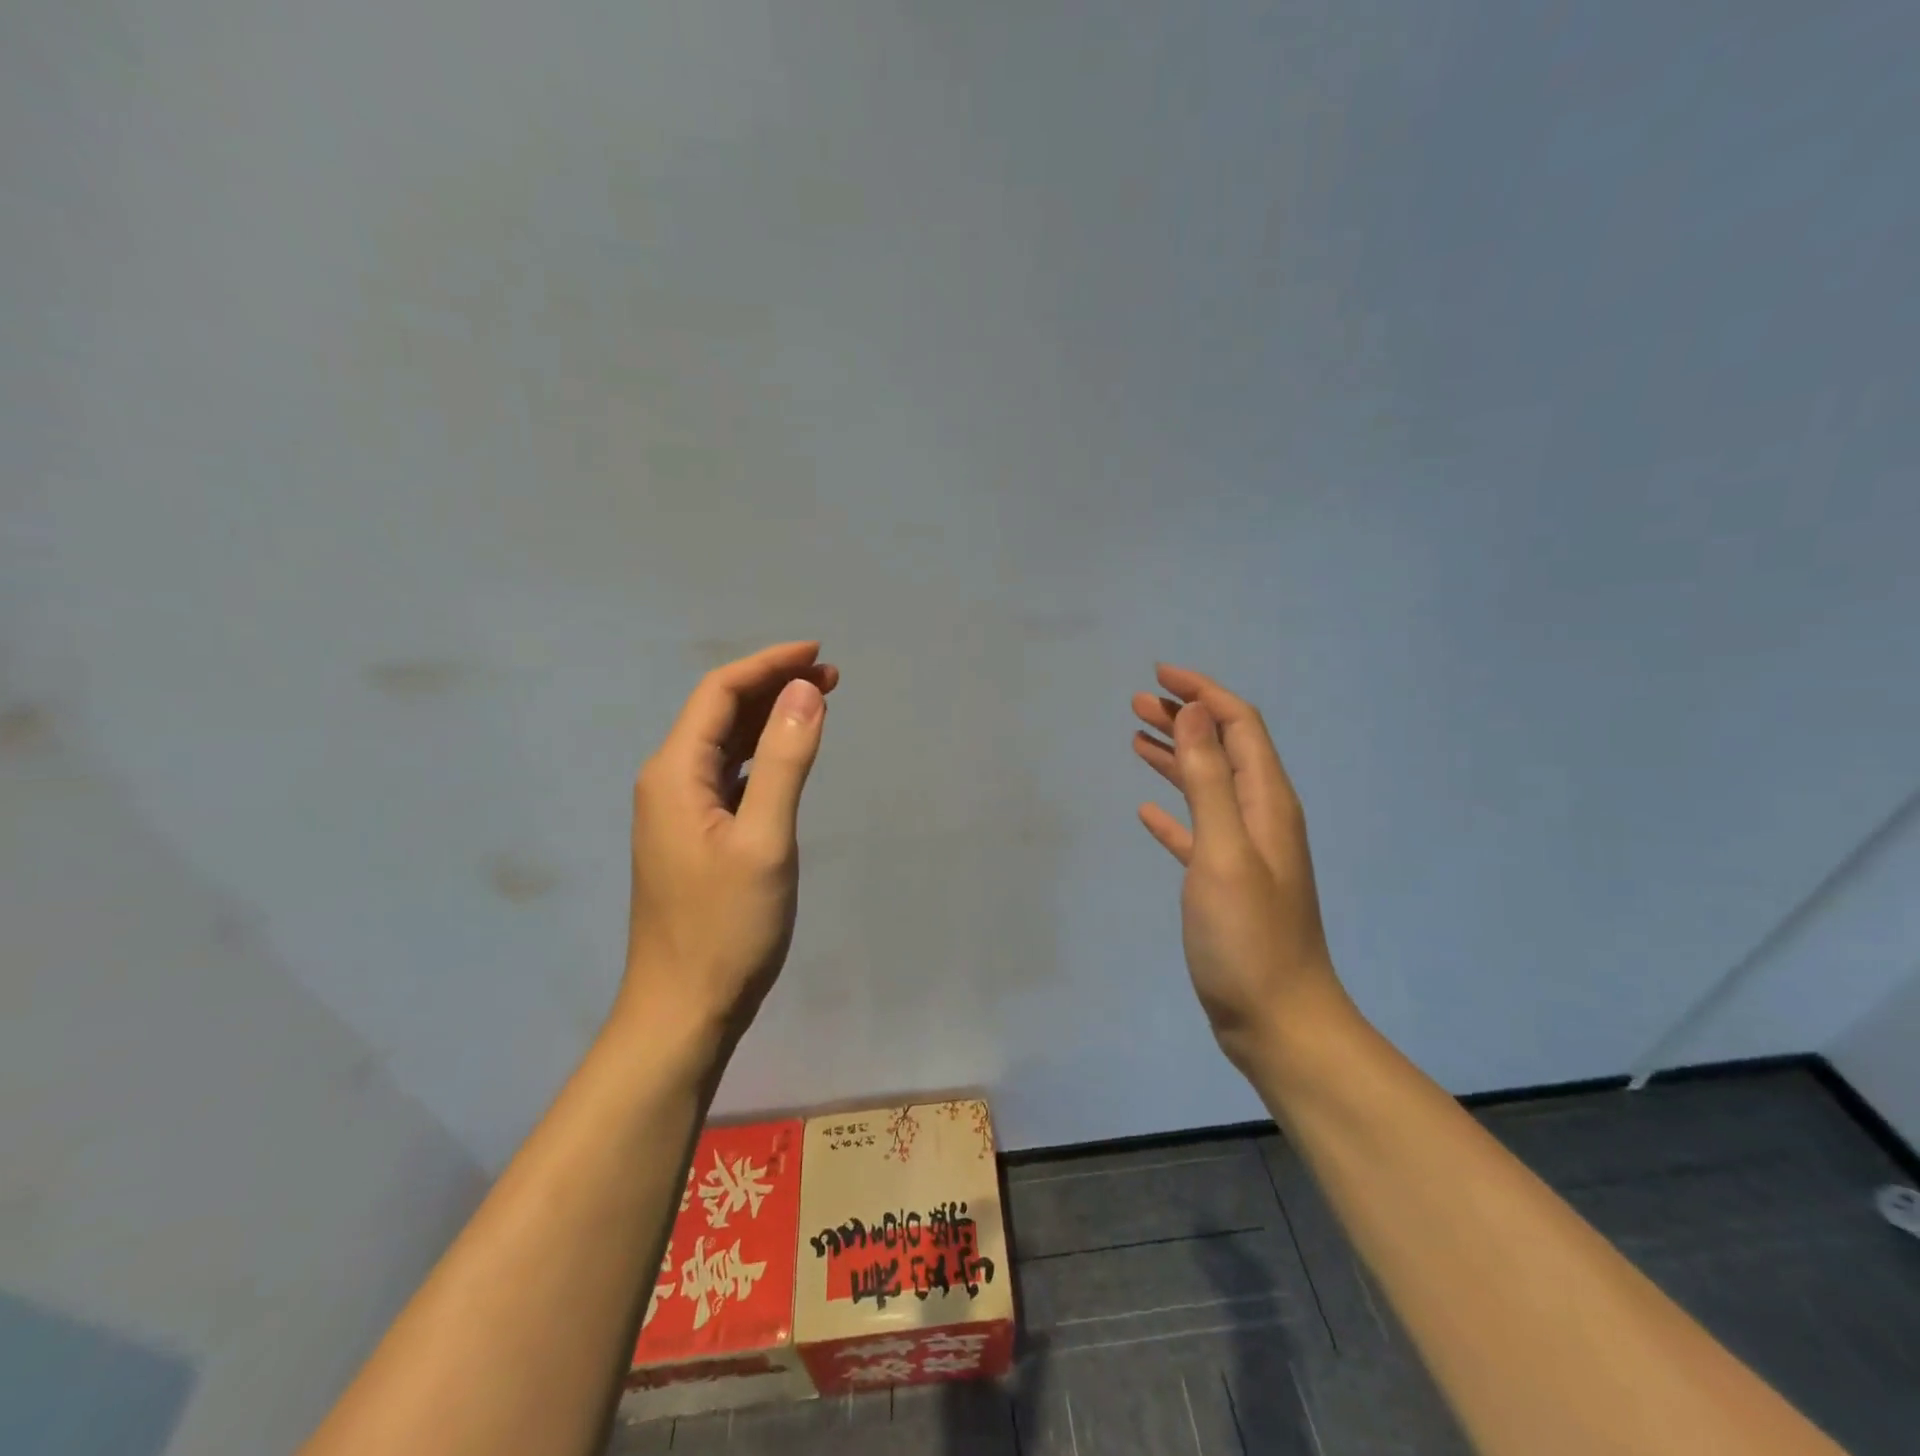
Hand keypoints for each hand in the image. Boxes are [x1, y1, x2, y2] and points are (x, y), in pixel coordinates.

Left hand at [619, 641, 838, 1056]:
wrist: (683, 1010)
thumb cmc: (726, 927)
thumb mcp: (764, 840)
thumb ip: (783, 761)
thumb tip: (804, 691)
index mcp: (673, 773)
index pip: (719, 693)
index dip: (768, 664)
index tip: (818, 653)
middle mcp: (667, 782)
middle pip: (719, 713)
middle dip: (773, 686)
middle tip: (831, 677)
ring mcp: (678, 812)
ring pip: (724, 745)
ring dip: (768, 719)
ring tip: (819, 704)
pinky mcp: (694, 838)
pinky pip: (727, 776)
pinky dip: (761, 755)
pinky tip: (787, 758)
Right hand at [1132, 664, 1349, 1067]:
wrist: (1277, 1020)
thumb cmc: (1248, 936)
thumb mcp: (1224, 850)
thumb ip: (1210, 780)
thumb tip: (1196, 713)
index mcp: (1267, 802)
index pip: (1238, 725)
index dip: (1203, 694)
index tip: (1160, 676)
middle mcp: (1260, 817)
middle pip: (1222, 749)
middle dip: (1184, 719)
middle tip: (1138, 703)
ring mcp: (1244, 851)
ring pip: (1207, 786)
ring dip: (1176, 757)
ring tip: (1137, 739)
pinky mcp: (1224, 882)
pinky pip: (1197, 829)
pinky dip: (1173, 811)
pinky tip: (1147, 811)